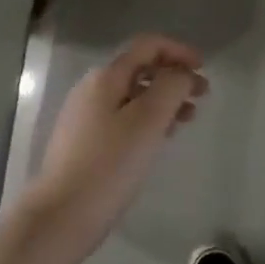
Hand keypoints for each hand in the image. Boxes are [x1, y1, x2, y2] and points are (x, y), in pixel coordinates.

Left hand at [18, 34, 207, 260]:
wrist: (60, 217)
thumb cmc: (110, 164)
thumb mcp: (149, 120)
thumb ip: (171, 86)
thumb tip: (182, 73)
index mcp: (106, 76)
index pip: (147, 46)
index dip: (178, 50)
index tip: (204, 68)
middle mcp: (92, 89)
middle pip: (140, 69)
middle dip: (174, 77)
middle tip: (202, 96)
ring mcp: (84, 116)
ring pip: (133, 95)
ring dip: (163, 100)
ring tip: (187, 119)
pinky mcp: (83, 142)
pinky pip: (122, 117)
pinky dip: (147, 119)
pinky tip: (159, 139)